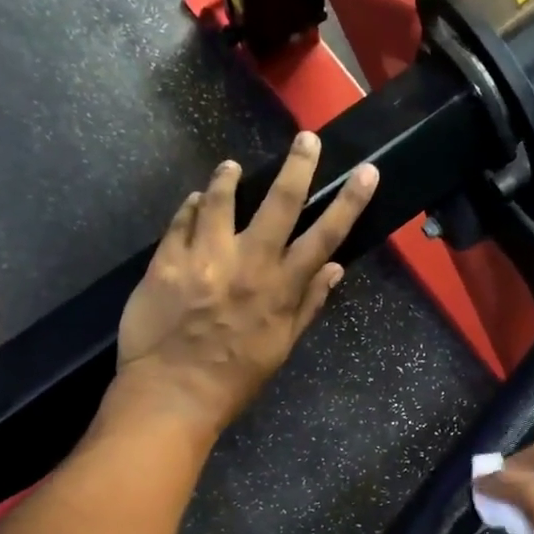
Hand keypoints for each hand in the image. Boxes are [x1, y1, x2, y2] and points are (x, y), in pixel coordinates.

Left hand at [114, 132, 377, 438]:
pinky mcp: (167, 261)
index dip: (349, 202)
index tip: (366, 173)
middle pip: (279, 203)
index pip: (324, 235)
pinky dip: (190, 207)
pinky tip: (194, 201)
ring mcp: (204, 258)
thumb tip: (333, 268)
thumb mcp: (282, 347)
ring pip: (221, 200)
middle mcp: (247, 263)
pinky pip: (181, 221)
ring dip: (228, 179)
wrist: (172, 394)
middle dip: (298, 167)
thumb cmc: (235, 378)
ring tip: (230, 167)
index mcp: (280, 287)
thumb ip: (308, 304)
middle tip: (307, 139)